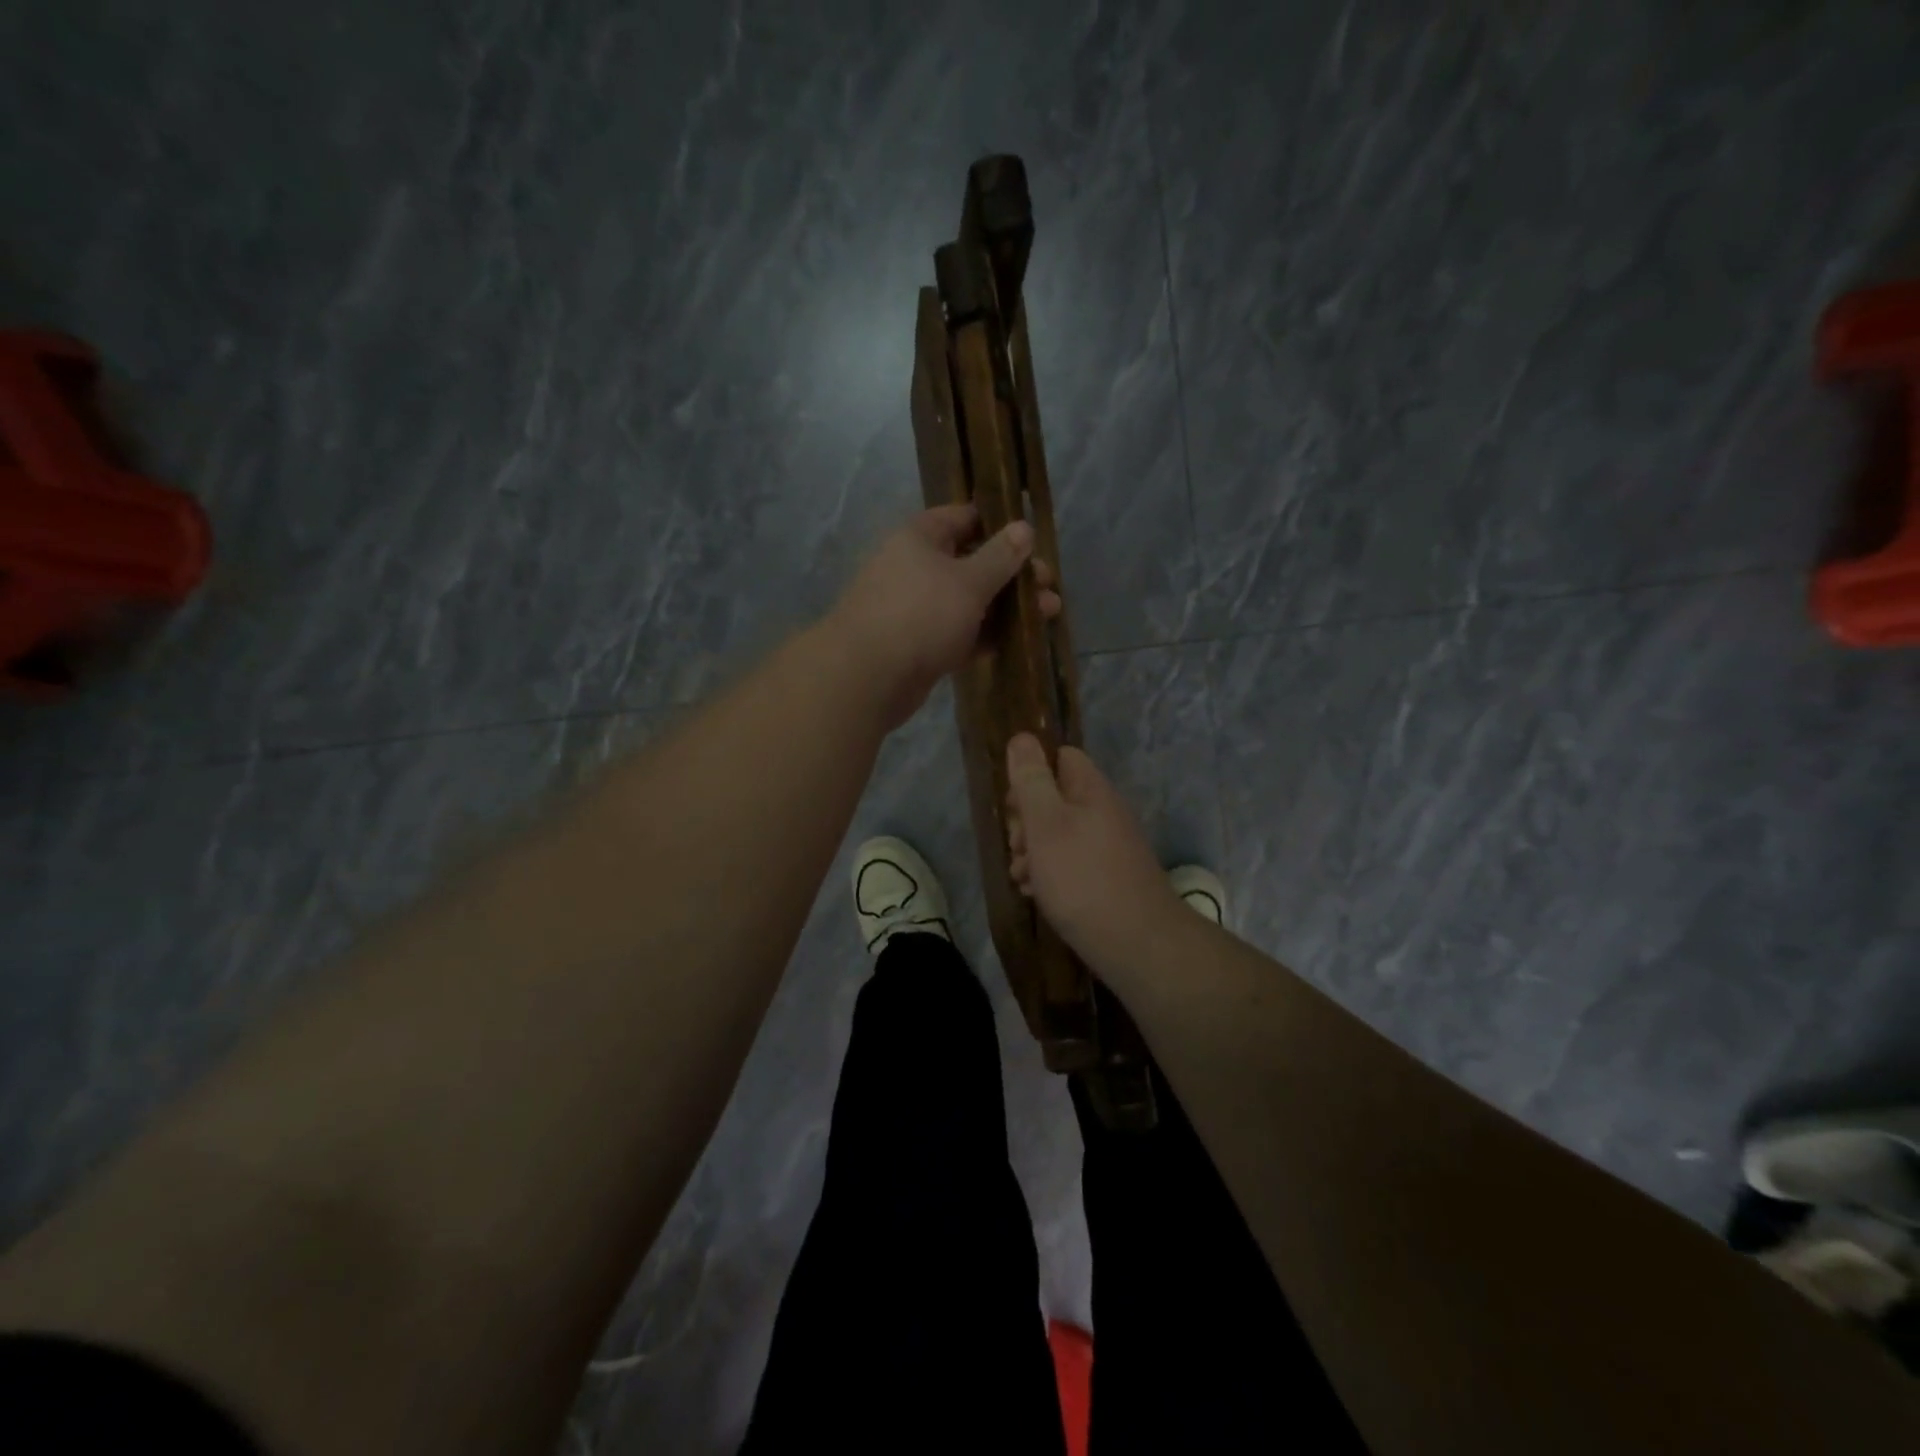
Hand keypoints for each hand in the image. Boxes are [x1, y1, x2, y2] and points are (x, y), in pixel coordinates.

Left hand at [830, 504, 1059, 728]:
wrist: (867, 677)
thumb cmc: (920, 615)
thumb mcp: (968, 581)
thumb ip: (1000, 556)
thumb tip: (1024, 527)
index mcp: (920, 538)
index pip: (964, 518)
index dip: (1000, 526)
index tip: (1033, 542)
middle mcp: (915, 568)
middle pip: (971, 562)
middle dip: (1013, 574)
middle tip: (1048, 586)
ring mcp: (916, 609)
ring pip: (969, 601)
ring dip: (1006, 607)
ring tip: (1048, 614)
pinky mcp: (920, 646)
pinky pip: (959, 633)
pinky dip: (986, 635)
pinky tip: (1019, 642)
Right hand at [1005, 733, 1182, 974]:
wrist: (1137, 943)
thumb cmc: (1083, 878)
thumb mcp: (1046, 824)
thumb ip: (1032, 781)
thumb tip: (1023, 737)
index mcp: (1091, 790)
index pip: (1060, 758)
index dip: (1031, 774)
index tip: (1014, 805)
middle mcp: (1103, 812)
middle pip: (1055, 798)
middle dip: (1026, 821)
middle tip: (1017, 847)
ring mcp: (1108, 846)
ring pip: (1058, 835)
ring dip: (1033, 852)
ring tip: (1022, 878)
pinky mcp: (1107, 877)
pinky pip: (1070, 863)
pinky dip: (1050, 874)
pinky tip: (1037, 894)